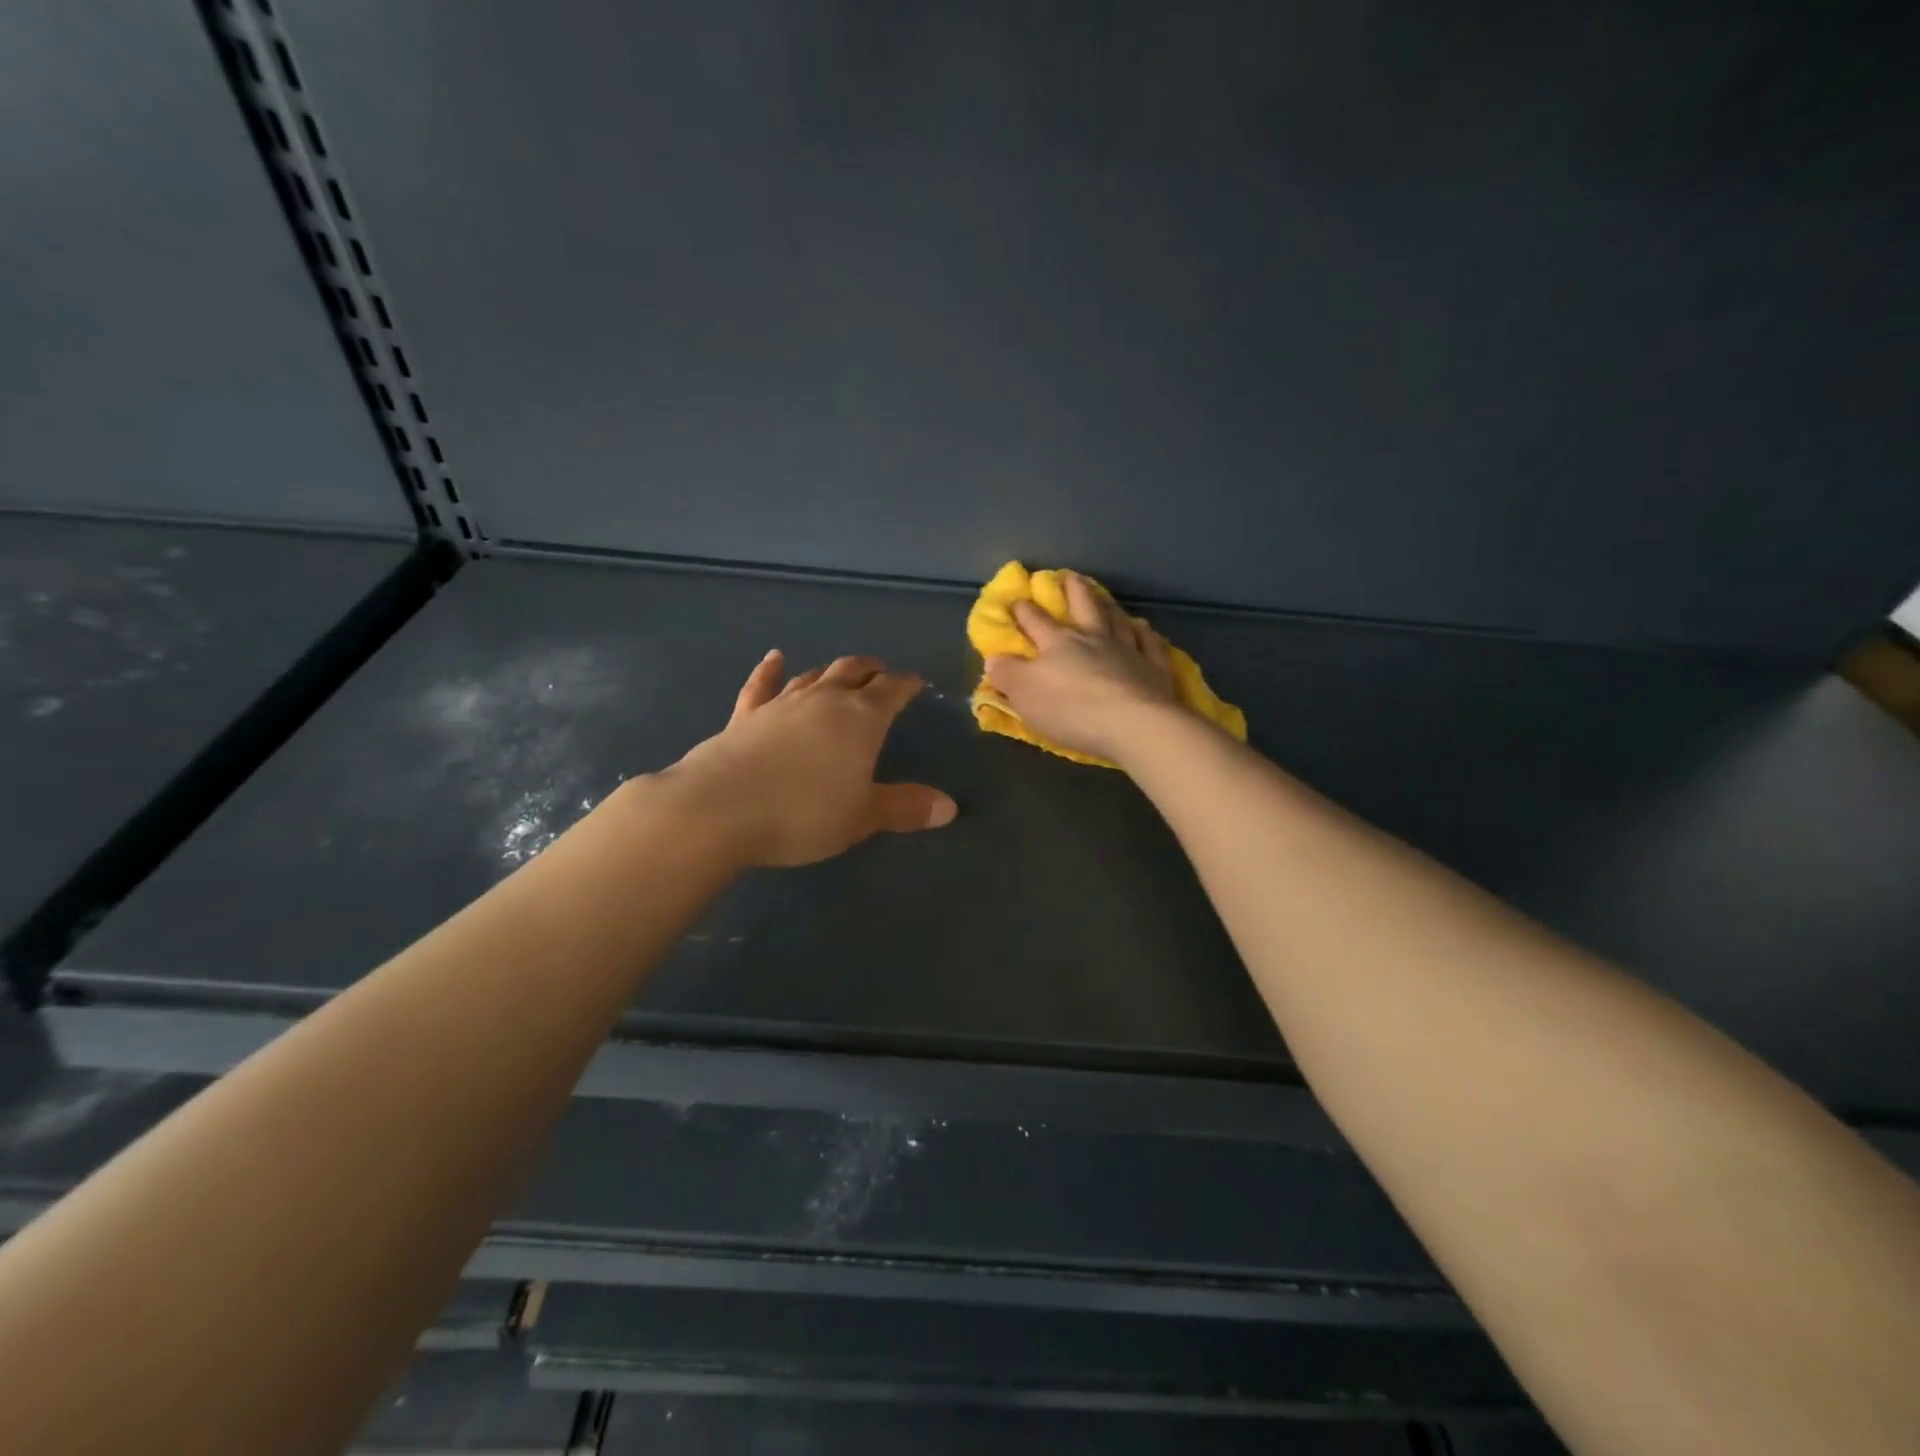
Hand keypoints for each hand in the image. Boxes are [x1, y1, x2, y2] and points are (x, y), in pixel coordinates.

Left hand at [666, 651, 956, 867]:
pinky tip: (774, 658)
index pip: (891, 690)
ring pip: (813, 676)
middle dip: (871, 670)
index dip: (907, 684)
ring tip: (841, 671)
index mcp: (860, 719)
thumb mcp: (862, 817)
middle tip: (882, 671)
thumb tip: (950, 807)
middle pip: (853, 672)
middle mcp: (823, 700)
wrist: (719, 809)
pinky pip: (761, 685)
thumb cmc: (803, 813)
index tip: (917, 683)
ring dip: (831, 671)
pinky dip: (769, 670)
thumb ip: (905, 808)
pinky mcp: (745, 716)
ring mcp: (781, 704)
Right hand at [984, 571, 1179, 763]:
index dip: (1023, 610)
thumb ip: (1007, 674)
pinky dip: (1145, 634)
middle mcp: (1094, 638)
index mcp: (1058, 643)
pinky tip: (1144, 628)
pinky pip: (1150, 644)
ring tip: (1105, 598)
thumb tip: (994, 658)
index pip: (1036, 621)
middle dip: (1072, 590)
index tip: (1016, 600)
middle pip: (1083, 606)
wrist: (1133, 724)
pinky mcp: (1155, 668)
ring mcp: (1128, 650)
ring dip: (1108, 606)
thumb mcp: (1024, 694)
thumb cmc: (1071, 709)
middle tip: (1068, 576)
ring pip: (1117, 620)